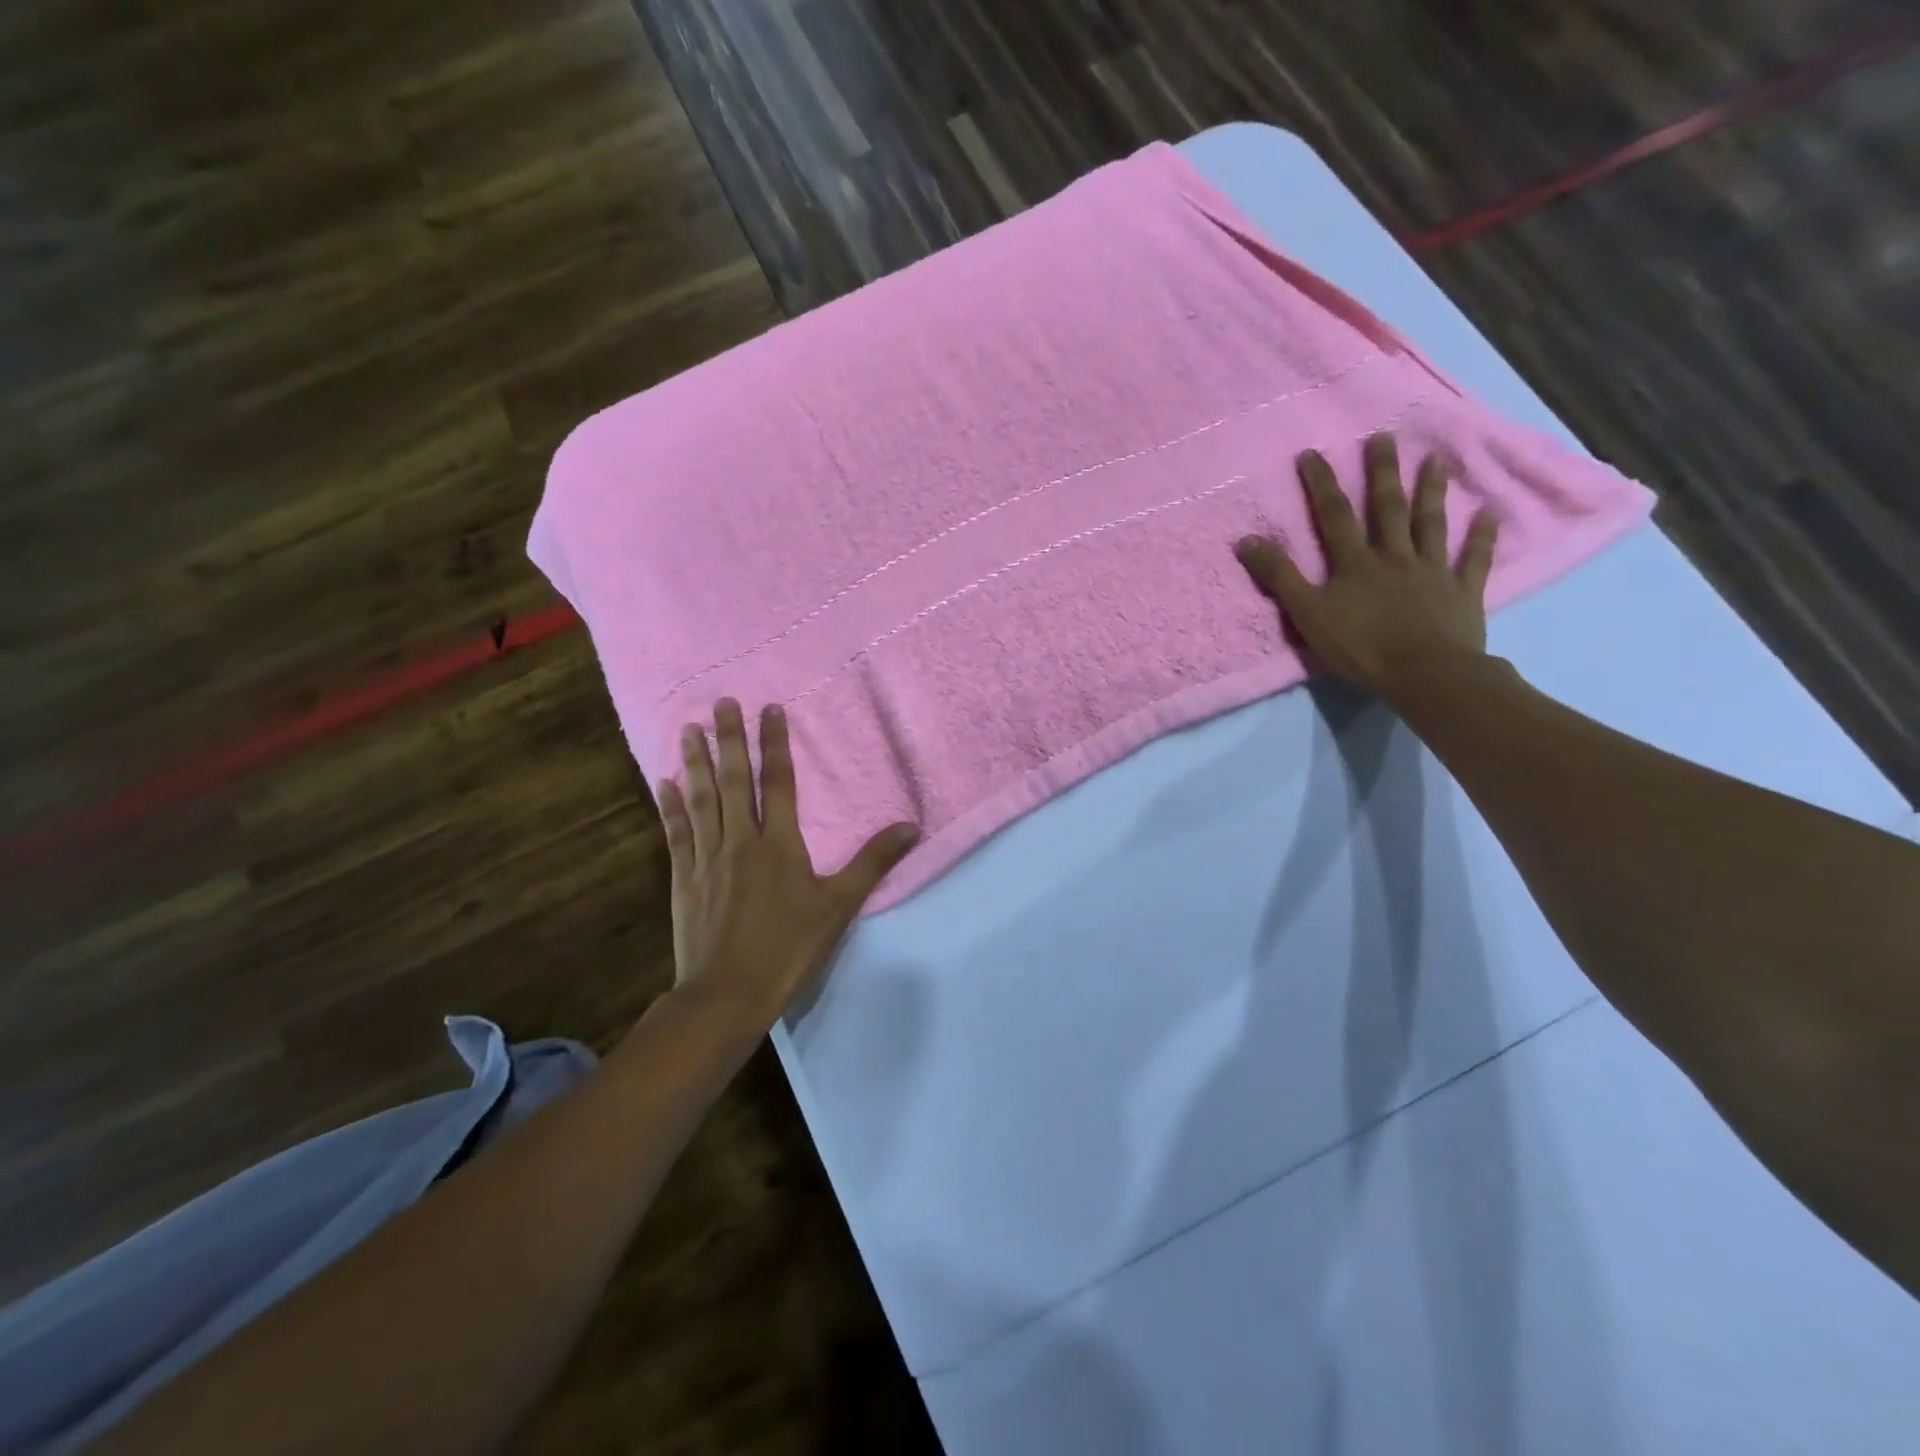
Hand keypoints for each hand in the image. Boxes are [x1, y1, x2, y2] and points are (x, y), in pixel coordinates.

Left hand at [656, 699, 918, 1027]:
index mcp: (779, 844)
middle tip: (721, 701)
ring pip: (701, 800)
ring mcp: (707, 858)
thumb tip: (911, 826)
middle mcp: (740, 841)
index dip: (775, 743)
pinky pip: (676, 833)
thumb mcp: (840, 906)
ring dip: (695, 762)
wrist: (727, 994)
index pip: (779, 782)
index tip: (770, 708)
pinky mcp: (684, 879)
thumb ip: (873, 862)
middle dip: (729, 739)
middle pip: (734, 780)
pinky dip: (669, 806)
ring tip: (688, 728)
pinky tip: (663, 781)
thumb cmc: (789, 949)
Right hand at [1235, 432, 1499, 701]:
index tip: (1312, 454)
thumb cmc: (1361, 647)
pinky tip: (1490, 513)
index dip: (1321, 484)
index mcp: (1355, 563)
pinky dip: (1482, 536)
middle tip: (1385, 437)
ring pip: (1430, 524)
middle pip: (1387, 508)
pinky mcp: (1461, 591)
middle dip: (1382, 472)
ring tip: (1435, 460)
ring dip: (1431, 492)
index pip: (1334, 516)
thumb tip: (1247, 540)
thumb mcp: (1308, 615)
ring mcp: (1431, 571)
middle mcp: (1394, 556)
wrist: (1425, 674)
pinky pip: (1473, 559)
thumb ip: (1280, 577)